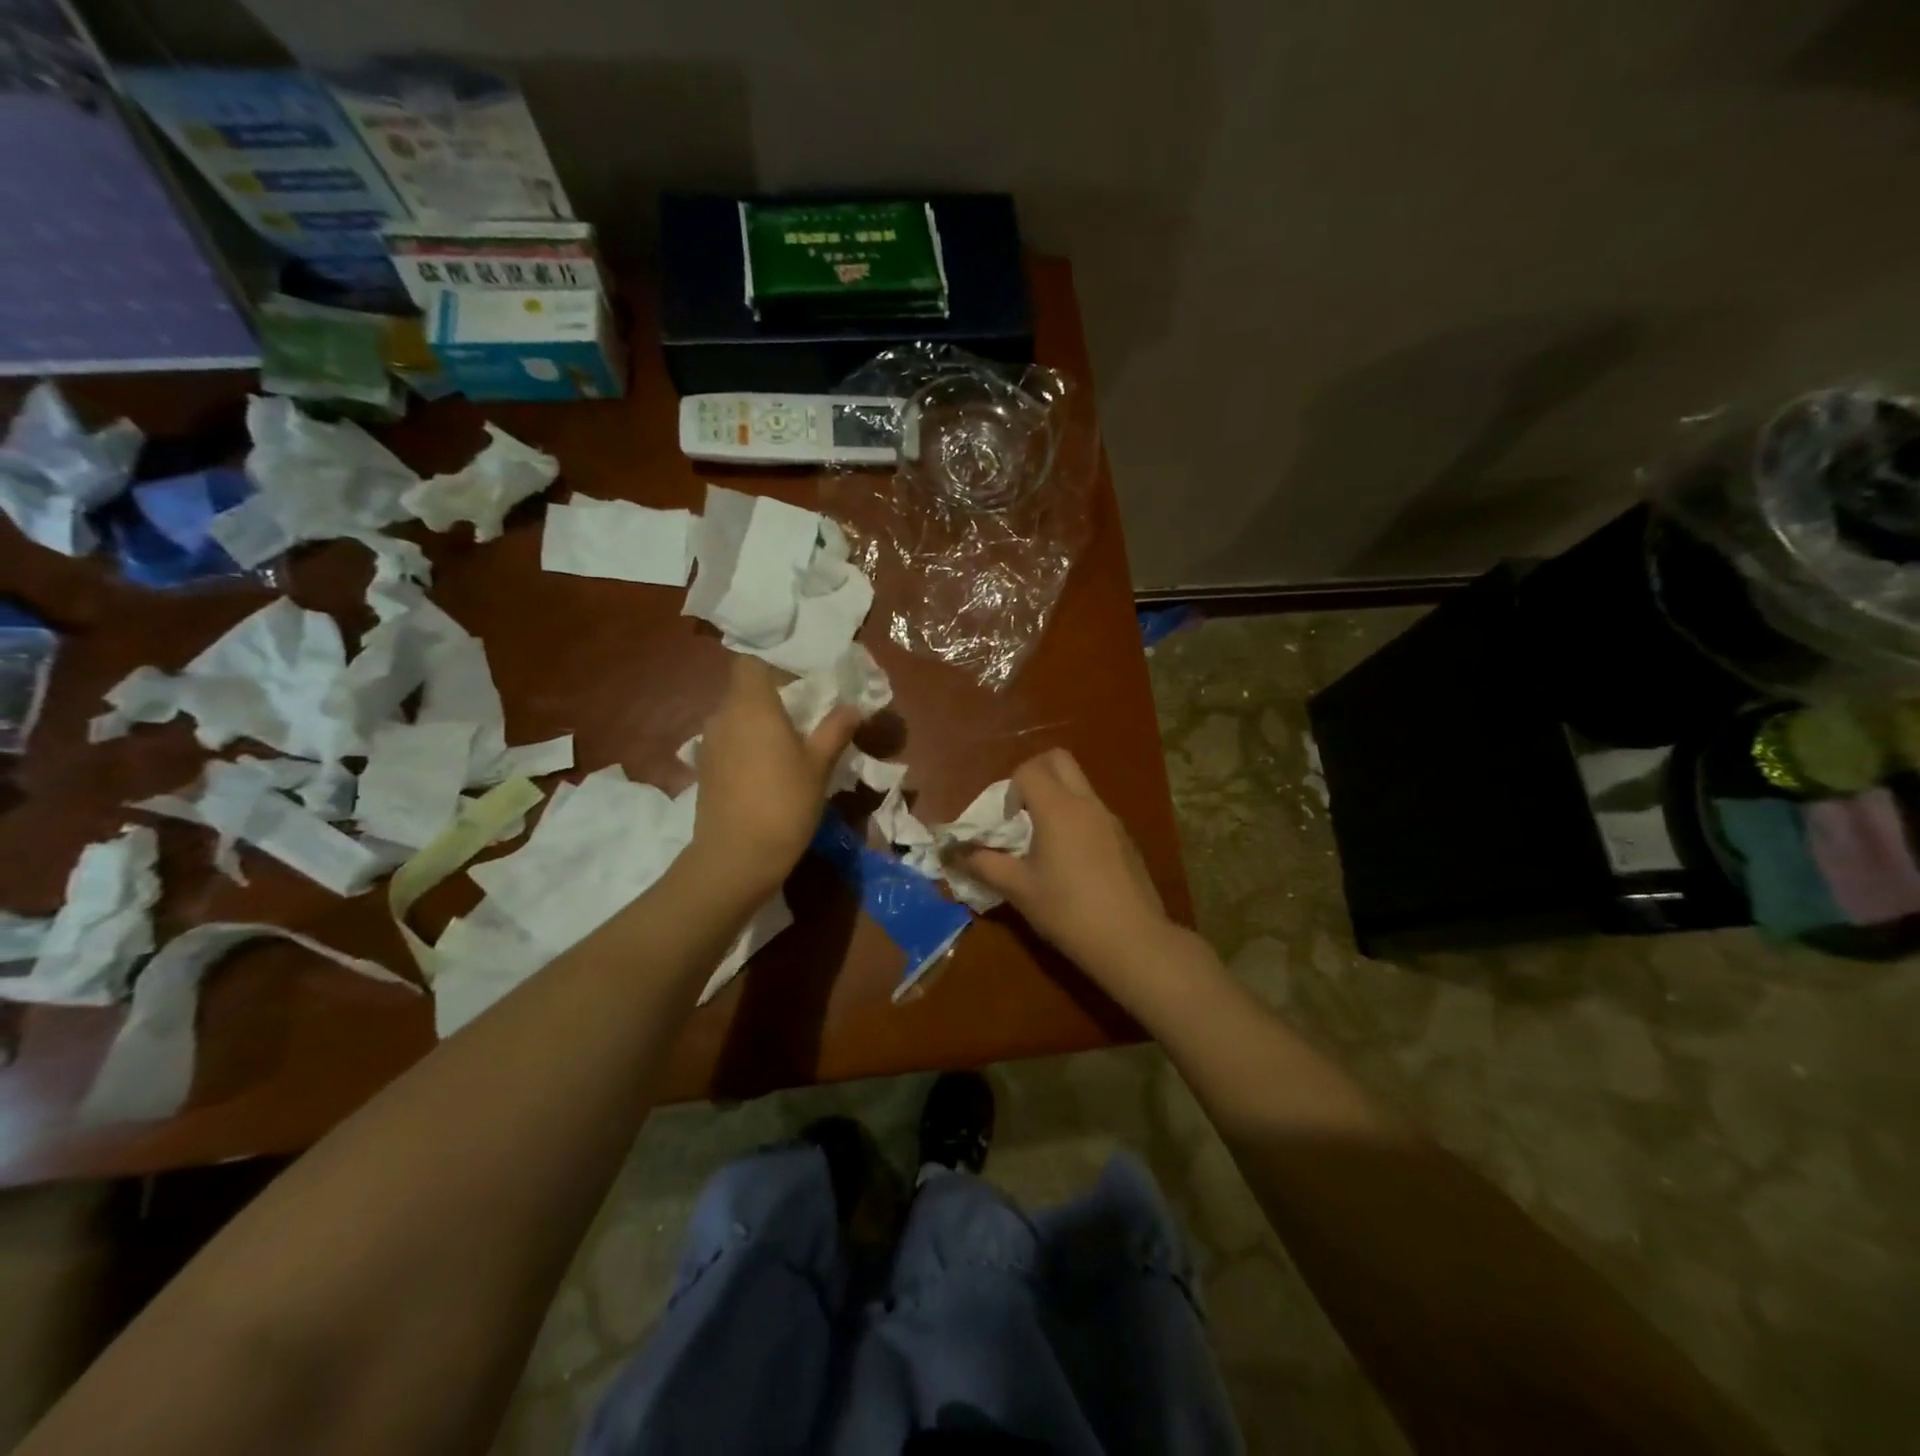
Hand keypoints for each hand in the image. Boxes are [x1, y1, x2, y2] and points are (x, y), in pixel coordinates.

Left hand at [691, 657, 860, 899]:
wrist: (736, 858)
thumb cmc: (783, 803)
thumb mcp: (819, 765)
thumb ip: (835, 730)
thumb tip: (852, 707)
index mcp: (751, 705)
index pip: (751, 661)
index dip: (773, 663)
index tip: (800, 676)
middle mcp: (723, 715)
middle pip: (744, 689)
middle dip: (773, 695)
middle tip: (807, 711)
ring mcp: (709, 743)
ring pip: (736, 717)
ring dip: (760, 722)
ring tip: (790, 741)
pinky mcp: (705, 769)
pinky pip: (729, 741)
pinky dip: (748, 744)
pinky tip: (768, 768)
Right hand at [961, 749, 1172, 973]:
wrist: (1131, 940)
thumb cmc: (1067, 911)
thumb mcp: (1018, 889)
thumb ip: (984, 865)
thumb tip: (955, 854)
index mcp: (1058, 808)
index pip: (1029, 769)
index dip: (1010, 788)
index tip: (1006, 821)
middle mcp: (1086, 803)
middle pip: (1059, 760)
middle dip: (1035, 774)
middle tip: (1023, 811)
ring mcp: (1110, 818)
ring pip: (1080, 785)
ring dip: (1057, 796)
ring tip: (1044, 840)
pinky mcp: (1125, 838)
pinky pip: (1095, 810)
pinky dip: (1077, 818)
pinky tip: (1073, 861)